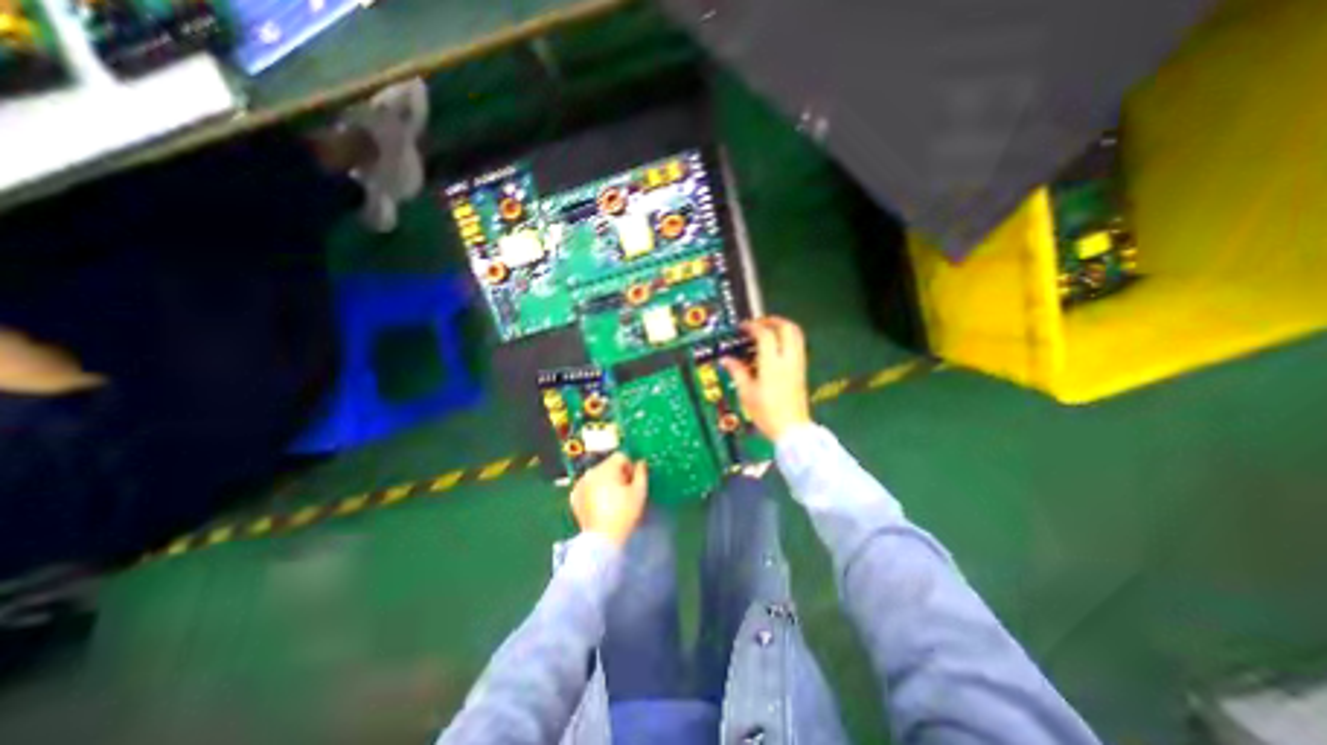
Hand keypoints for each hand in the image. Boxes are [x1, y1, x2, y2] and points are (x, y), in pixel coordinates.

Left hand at [572, 451, 648, 550]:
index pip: (621, 456)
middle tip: (624, 492)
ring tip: (612, 499)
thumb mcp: (640, 492)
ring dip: (605, 481)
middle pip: (608, 464)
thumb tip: (641, 462)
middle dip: (617, 474)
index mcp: (607, 468)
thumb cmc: (624, 514)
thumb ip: (641, 472)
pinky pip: (588, 486)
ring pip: (597, 475)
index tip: (632, 482)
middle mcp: (591, 471)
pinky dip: (594, 490)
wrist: (602, 540)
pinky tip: (600, 505)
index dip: (630, 467)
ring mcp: (580, 483)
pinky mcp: (574, 496)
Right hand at [725, 314, 809, 440]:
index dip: (753, 326)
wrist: (791, 429)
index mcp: (772, 364)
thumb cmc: (767, 413)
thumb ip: (737, 371)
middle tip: (758, 323)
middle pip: (787, 328)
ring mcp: (798, 364)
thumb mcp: (746, 393)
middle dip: (772, 320)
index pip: (765, 335)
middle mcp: (788, 360)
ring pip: (796, 334)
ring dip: (782, 327)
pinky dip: (788, 339)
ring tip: (767, 331)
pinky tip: (775, 348)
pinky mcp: (802, 370)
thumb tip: (726, 359)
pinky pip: (798, 345)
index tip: (743, 328)